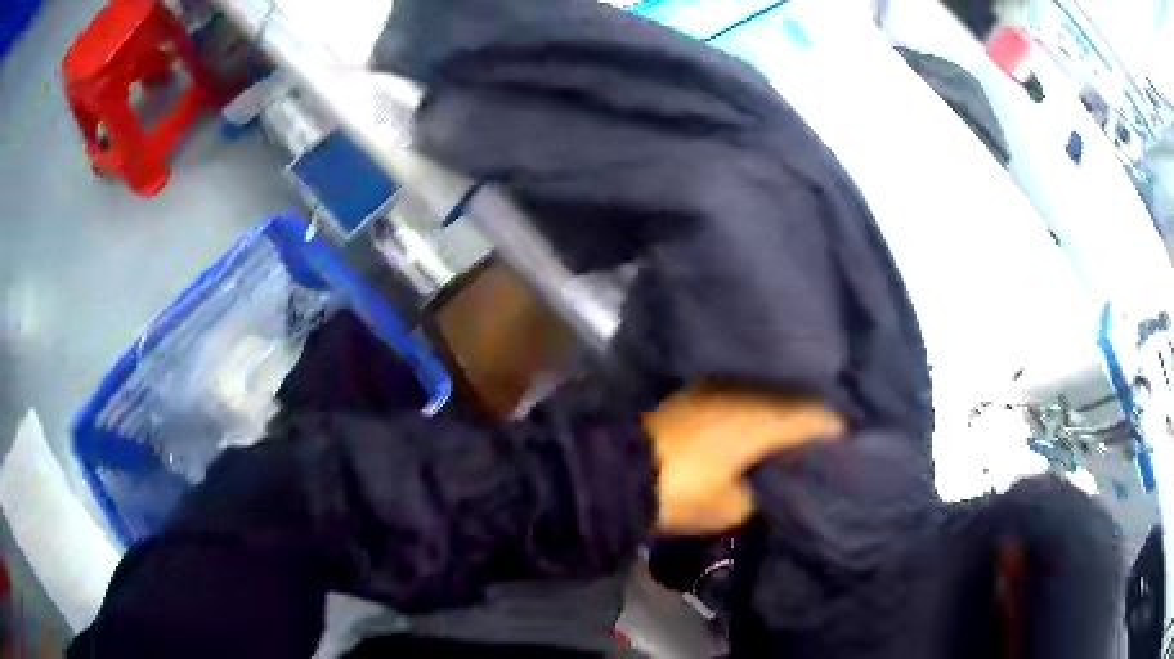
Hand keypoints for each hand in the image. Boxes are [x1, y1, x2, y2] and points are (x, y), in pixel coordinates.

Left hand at [643, 389, 843, 534]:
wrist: (616, 472)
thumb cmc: (682, 492)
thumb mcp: (733, 507)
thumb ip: (765, 492)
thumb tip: (776, 481)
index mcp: (764, 418)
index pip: (816, 416)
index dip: (836, 428)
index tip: (850, 438)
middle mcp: (746, 392)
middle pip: (794, 396)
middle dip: (813, 412)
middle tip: (828, 431)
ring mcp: (718, 386)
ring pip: (767, 391)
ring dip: (784, 405)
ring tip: (798, 424)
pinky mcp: (695, 392)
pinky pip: (741, 393)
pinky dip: (756, 404)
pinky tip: (759, 419)